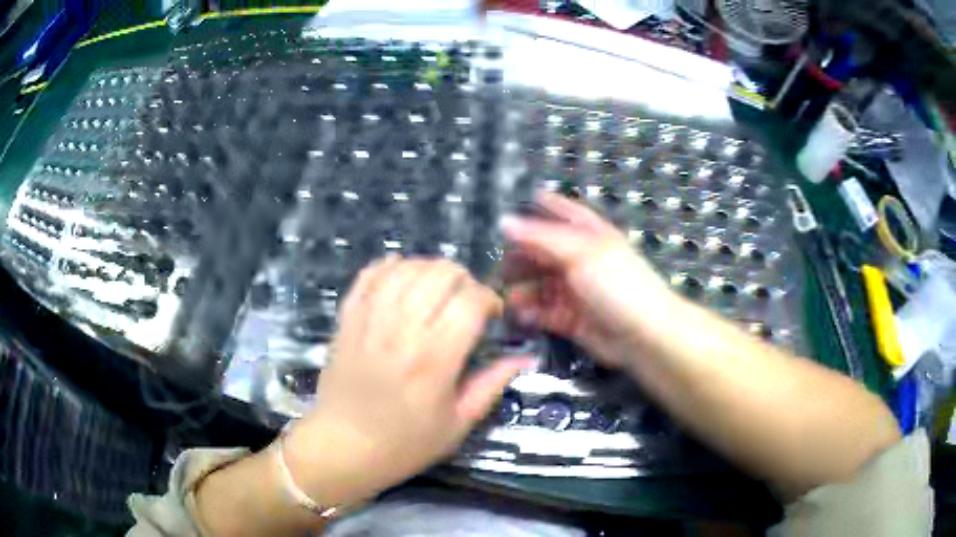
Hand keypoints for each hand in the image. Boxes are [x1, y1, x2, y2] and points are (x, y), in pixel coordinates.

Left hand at [283, 256, 533, 507]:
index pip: (470, 301)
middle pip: (439, 274)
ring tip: (436, 289)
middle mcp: (402, 331)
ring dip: (429, 269)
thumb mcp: (458, 424)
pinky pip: (368, 276)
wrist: (344, 447)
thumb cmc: (405, 443)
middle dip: (463, 278)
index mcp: (435, 360)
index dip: (489, 299)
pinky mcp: (347, 319)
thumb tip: (525, 358)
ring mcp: (370, 321)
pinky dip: (388, 267)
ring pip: (405, 268)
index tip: (492, 314)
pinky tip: (401, 274)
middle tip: (466, 300)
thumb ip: (492, 385)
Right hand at [501, 192, 672, 367]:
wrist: (643, 334)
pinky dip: (530, 312)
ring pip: (540, 284)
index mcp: (588, 235)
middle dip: (521, 257)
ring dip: (522, 288)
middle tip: (499, 265)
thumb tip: (505, 221)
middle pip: (544, 252)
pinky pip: (544, 311)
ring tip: (507, 295)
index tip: (512, 211)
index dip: (539, 208)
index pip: (562, 213)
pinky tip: (520, 312)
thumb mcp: (580, 252)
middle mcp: (580, 260)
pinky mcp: (571, 318)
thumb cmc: (617, 284)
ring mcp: (575, 290)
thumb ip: (541, 237)